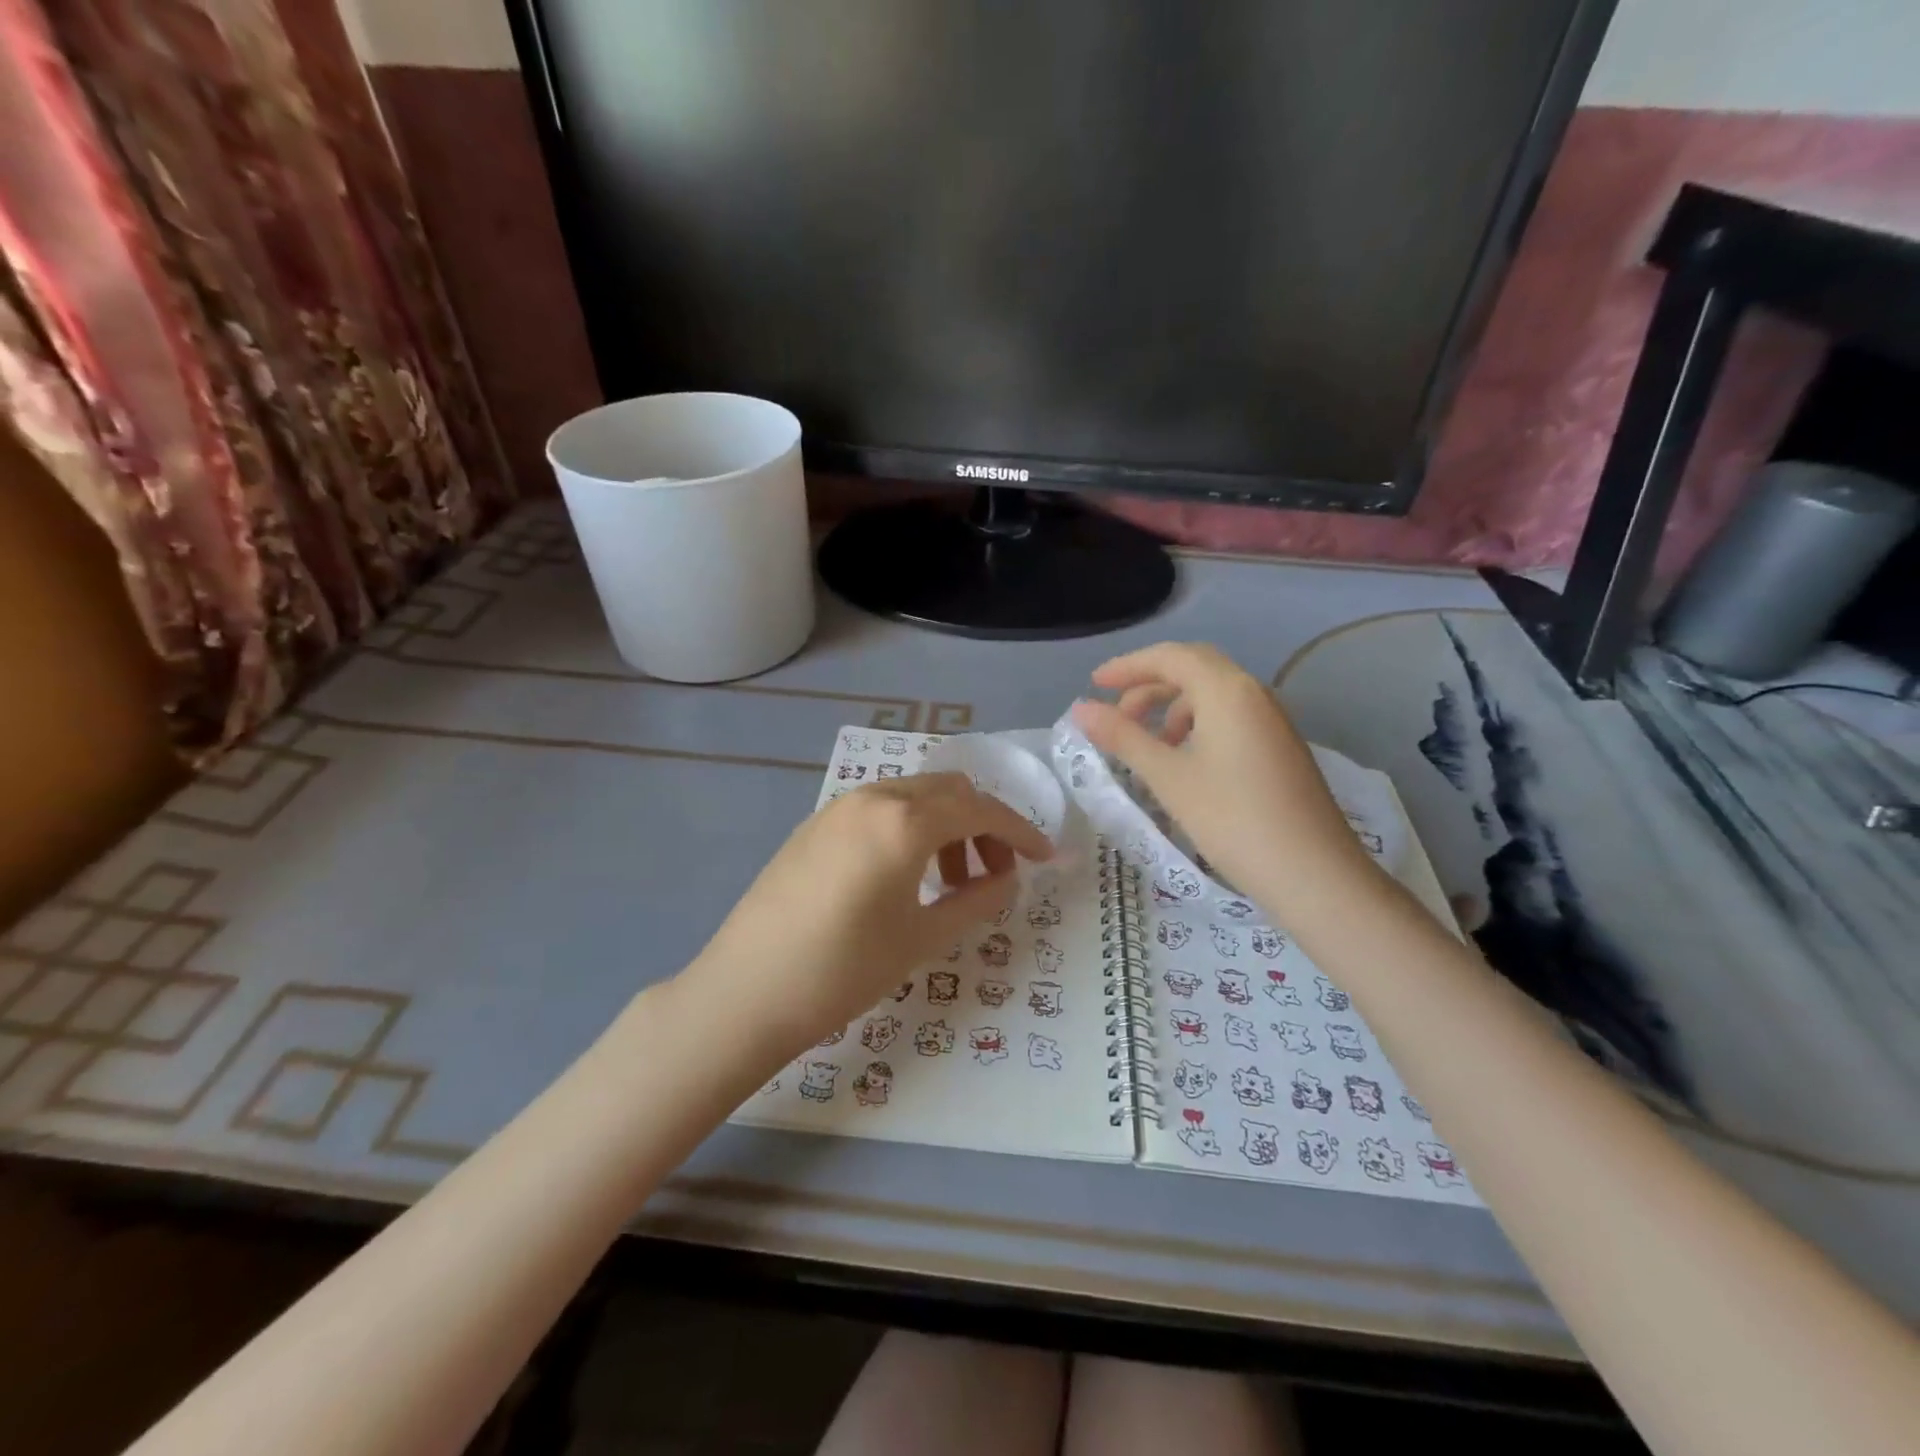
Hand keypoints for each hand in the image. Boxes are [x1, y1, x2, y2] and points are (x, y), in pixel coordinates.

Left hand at [685, 773, 1052, 1055]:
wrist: (746, 991)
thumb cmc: (844, 969)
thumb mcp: (922, 938)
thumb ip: (976, 901)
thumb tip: (1008, 880)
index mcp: (904, 821)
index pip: (980, 809)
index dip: (1019, 832)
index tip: (1044, 858)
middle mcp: (873, 798)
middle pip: (948, 791)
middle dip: (983, 824)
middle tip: (994, 875)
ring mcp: (838, 808)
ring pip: (912, 796)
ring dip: (945, 827)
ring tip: (950, 884)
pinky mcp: (814, 826)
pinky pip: (879, 810)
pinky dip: (910, 829)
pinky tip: (904, 877)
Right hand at [1072, 642, 1380, 926]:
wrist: (1313, 873)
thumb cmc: (1232, 820)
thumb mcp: (1168, 777)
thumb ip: (1123, 737)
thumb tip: (1080, 709)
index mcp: (1227, 690)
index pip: (1170, 657)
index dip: (1128, 666)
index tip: (1093, 684)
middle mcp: (1254, 693)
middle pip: (1194, 667)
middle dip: (1150, 682)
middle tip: (1116, 712)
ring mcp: (1273, 719)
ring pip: (1214, 692)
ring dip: (1173, 704)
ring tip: (1147, 741)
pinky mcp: (1280, 745)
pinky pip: (1231, 715)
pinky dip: (1198, 722)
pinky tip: (1184, 759)